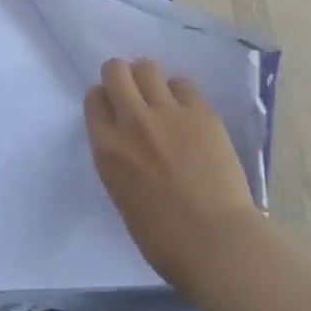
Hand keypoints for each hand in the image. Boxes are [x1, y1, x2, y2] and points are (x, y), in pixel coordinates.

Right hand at [85, 57, 266, 300]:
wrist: (217, 243)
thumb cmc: (165, 239)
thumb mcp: (122, 195)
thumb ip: (119, 159)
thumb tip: (128, 143)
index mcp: (107, 149)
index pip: (94, 98)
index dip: (104, 100)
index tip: (114, 110)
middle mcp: (132, 121)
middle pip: (116, 70)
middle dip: (121, 77)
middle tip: (134, 96)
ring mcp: (168, 112)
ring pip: (147, 67)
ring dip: (150, 80)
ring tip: (162, 101)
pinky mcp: (200, 111)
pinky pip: (183, 84)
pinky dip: (181, 95)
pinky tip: (189, 115)